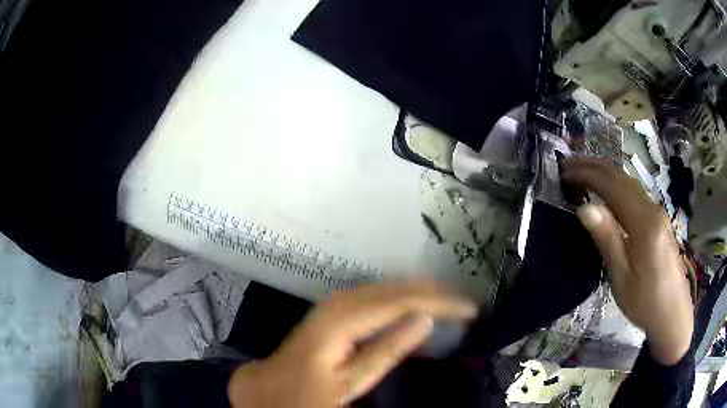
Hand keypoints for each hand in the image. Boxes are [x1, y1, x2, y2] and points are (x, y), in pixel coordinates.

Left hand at [227, 280, 476, 406]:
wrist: (273, 386)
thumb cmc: (310, 391)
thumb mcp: (352, 380)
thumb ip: (388, 350)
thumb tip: (424, 320)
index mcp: (344, 318)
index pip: (402, 301)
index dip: (439, 302)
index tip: (469, 308)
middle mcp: (342, 301)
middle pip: (397, 289)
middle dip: (434, 292)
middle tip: (465, 301)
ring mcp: (337, 302)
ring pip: (388, 288)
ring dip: (421, 292)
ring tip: (450, 299)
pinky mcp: (336, 309)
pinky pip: (376, 296)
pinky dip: (402, 299)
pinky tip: (416, 306)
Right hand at [562, 156, 692, 364]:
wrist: (673, 315)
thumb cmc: (646, 303)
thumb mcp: (622, 279)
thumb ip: (607, 240)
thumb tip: (585, 208)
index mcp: (644, 224)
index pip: (612, 186)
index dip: (587, 175)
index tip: (564, 172)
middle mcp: (652, 210)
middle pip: (621, 177)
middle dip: (593, 165)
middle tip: (568, 163)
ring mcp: (658, 213)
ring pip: (629, 182)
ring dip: (605, 172)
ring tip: (582, 171)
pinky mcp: (659, 220)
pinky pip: (635, 193)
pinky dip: (616, 184)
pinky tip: (607, 189)